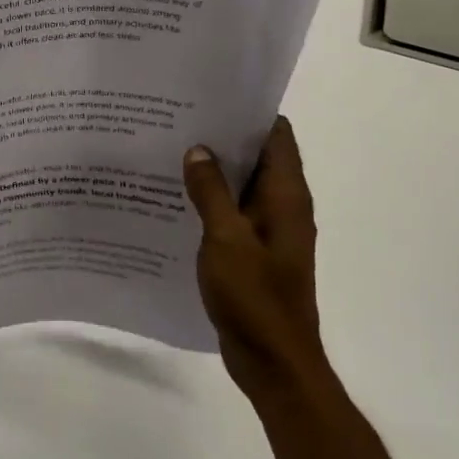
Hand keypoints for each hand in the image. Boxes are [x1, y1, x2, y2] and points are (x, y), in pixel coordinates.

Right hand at [183, 117, 322, 398]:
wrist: (274, 363)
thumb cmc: (255, 298)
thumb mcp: (225, 239)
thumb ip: (211, 192)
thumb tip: (198, 149)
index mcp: (286, 197)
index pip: (277, 136)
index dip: (249, 112)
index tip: (212, 96)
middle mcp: (283, 207)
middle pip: (258, 157)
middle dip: (224, 137)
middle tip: (180, 118)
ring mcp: (270, 231)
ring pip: (242, 186)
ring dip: (215, 170)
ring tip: (172, 149)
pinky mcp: (255, 252)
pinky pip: (233, 214)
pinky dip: (212, 201)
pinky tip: (177, 198)